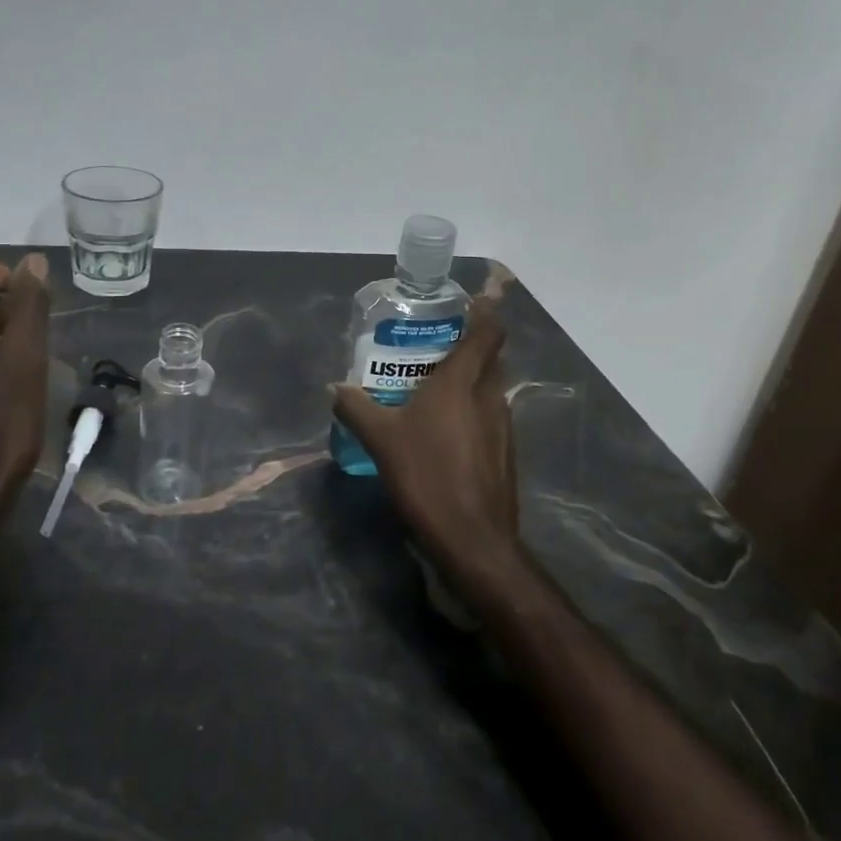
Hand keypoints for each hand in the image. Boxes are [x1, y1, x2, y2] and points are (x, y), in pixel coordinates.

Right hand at [331, 300, 520, 569]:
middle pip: (491, 357)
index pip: (488, 331)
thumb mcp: (380, 440)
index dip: (485, 311)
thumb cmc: (426, 476)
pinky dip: (472, 412)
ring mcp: (503, 426)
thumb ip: (356, 407)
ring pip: (490, 389)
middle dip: (471, 346)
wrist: (472, 540)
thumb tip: (335, 386)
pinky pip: (490, 417)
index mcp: (463, 382)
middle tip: (436, 347)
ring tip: (434, 388)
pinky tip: (445, 432)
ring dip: (470, 381)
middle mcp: (489, 396)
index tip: (471, 300)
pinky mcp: (505, 454)